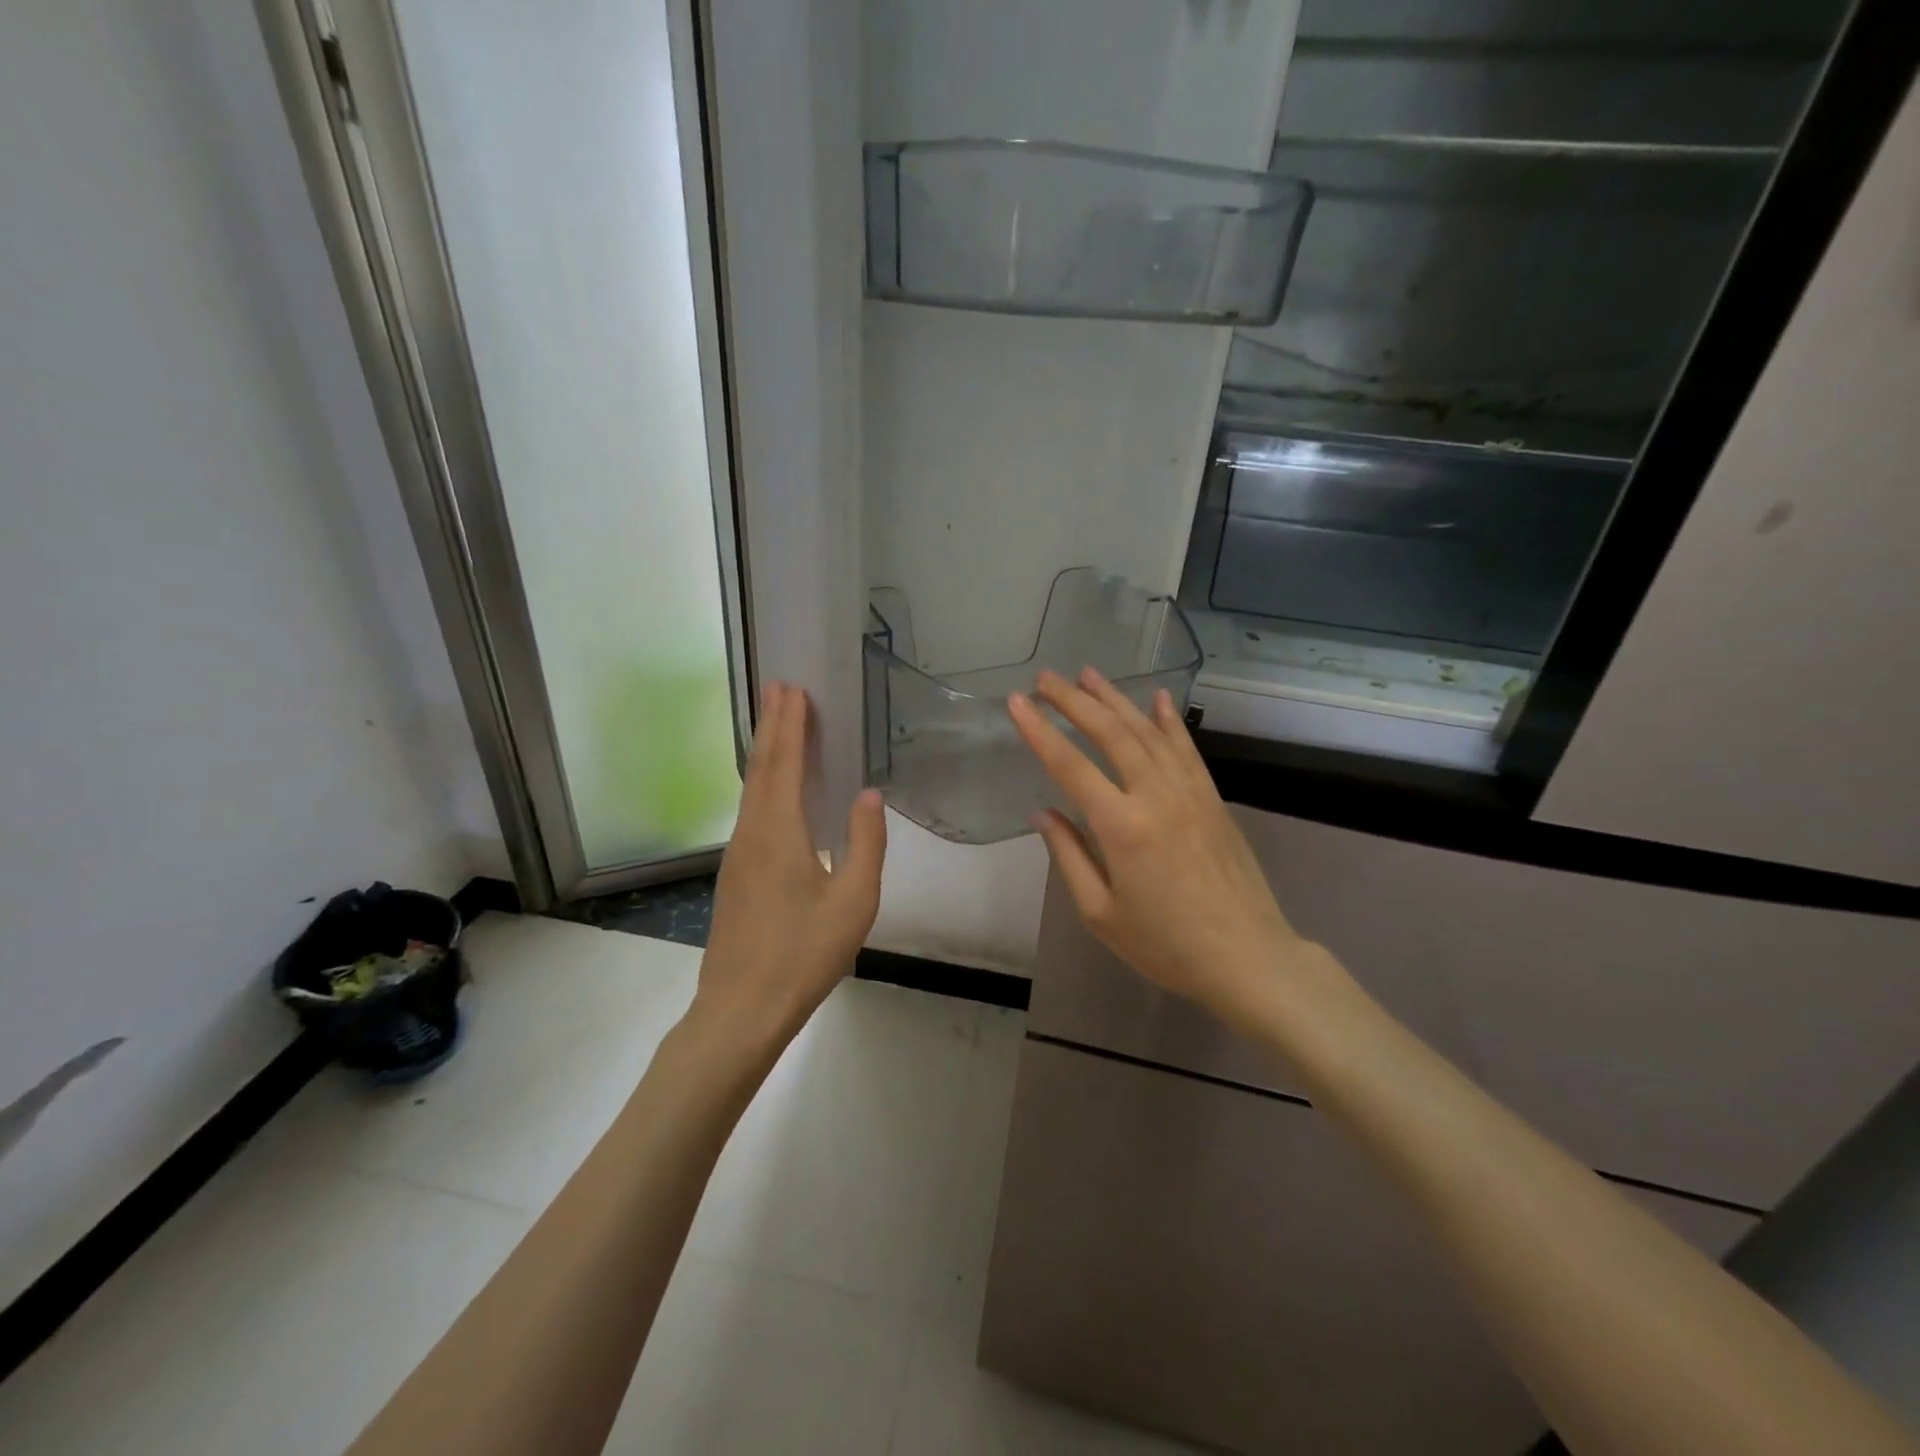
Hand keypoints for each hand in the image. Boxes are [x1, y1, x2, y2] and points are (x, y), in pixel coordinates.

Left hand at [692, 682, 885, 1052]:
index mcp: (779, 832)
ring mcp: (737, 854)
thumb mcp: (854, 900)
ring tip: (776, 724)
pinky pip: (750, 810)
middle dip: (771, 725)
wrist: (741, 1009)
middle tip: (778, 687)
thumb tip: (869, 794)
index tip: (793, 689)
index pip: (784, 764)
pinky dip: (762, 782)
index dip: (790, 725)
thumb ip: (865, 841)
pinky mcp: (735, 874)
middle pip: (759, 767)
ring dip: (764, 751)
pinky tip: (772, 788)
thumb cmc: (804, 954)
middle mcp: (751, 833)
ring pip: (750, 789)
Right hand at [1008, 669, 1312, 1026]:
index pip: (1070, 765)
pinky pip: (1187, 748)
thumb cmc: (1166, 945)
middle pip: (1110, 733)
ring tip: (1088, 674)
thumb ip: (1069, 856)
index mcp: (1121, 826)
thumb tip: (1042, 814)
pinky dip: (1169, 720)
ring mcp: (1189, 792)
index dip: (1039, 730)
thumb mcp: (1101, 912)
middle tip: (1046, 678)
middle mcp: (1155, 795)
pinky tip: (1157, 698)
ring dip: (1115, 699)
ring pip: (1147, 731)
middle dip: (1074, 701)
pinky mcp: (1212, 798)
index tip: (1016, 701)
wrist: (1248, 957)